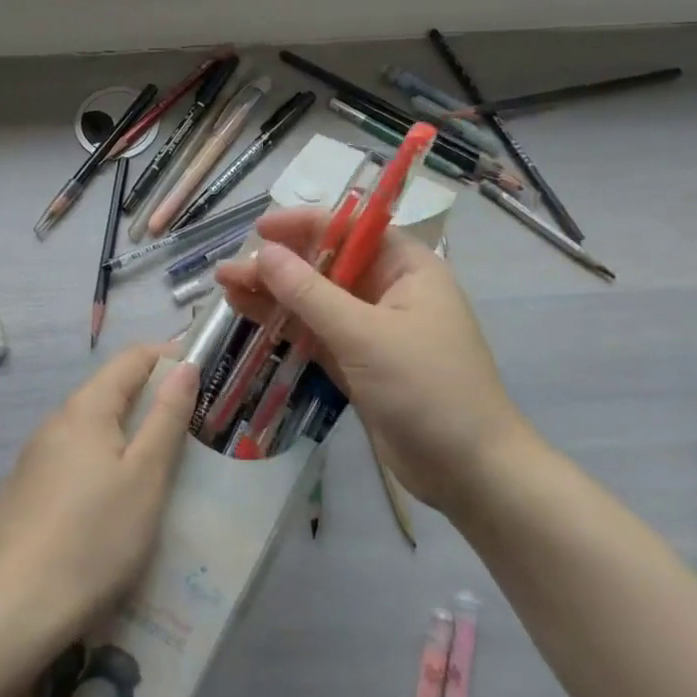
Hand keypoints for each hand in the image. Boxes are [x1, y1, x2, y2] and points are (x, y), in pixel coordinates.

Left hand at [0, 346, 197, 636]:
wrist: (13, 610)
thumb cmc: (94, 538)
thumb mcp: (145, 477)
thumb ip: (167, 417)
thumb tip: (184, 366)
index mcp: (85, 408)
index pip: (132, 358)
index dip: (170, 357)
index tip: (203, 376)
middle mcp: (56, 422)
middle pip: (111, 391)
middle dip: (152, 400)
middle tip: (192, 429)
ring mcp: (35, 458)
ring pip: (92, 429)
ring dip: (127, 434)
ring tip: (161, 467)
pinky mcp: (26, 491)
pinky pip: (74, 459)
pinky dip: (103, 463)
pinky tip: (115, 503)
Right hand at [214, 208, 537, 514]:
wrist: (470, 472)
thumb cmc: (427, 388)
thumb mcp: (364, 335)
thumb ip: (309, 293)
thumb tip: (263, 252)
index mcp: (406, 267)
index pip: (350, 228)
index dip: (303, 224)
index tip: (259, 231)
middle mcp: (389, 289)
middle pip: (326, 264)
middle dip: (278, 265)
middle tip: (228, 271)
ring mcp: (373, 328)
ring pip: (315, 299)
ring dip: (274, 294)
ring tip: (225, 288)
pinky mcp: (359, 361)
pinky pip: (316, 332)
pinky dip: (285, 324)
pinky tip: (249, 315)